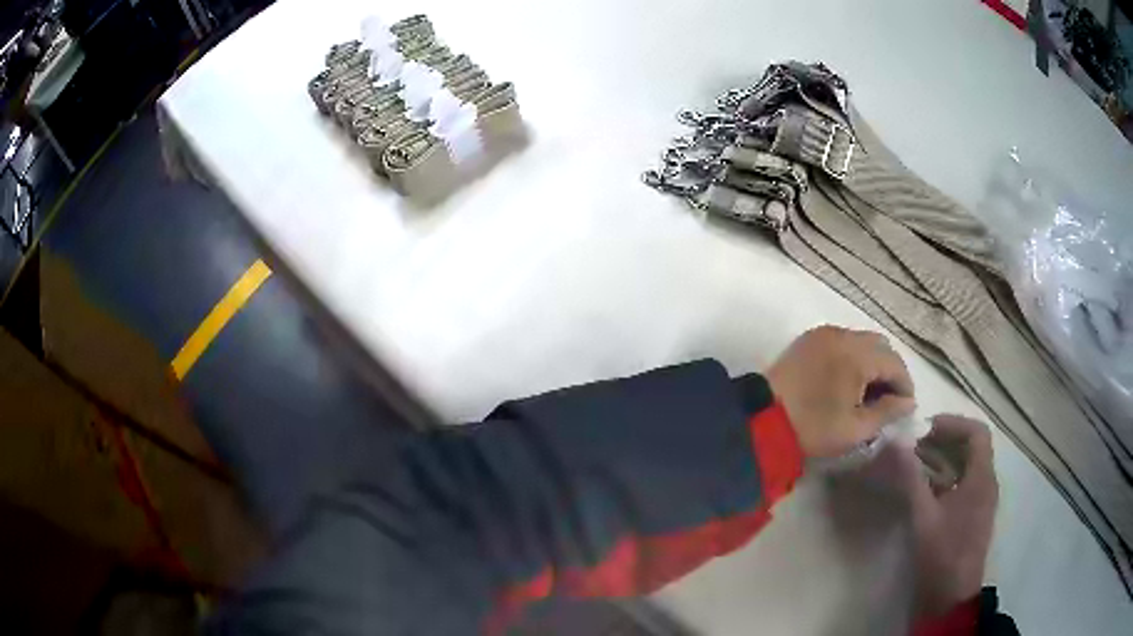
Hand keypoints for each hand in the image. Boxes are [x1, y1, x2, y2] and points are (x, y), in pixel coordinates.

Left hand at [766, 326, 915, 457]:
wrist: (761, 420)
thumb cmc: (813, 428)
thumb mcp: (855, 429)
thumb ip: (887, 412)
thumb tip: (908, 402)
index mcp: (857, 354)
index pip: (894, 363)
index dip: (904, 385)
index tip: (905, 408)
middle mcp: (843, 335)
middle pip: (880, 346)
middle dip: (889, 371)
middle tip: (888, 400)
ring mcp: (824, 333)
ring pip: (862, 341)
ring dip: (872, 362)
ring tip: (868, 394)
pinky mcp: (809, 339)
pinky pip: (843, 341)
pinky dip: (853, 356)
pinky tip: (848, 382)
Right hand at [891, 415, 998, 616]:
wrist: (950, 598)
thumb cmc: (942, 554)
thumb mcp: (924, 516)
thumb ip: (911, 478)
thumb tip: (895, 443)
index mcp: (982, 477)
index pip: (977, 432)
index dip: (953, 424)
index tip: (925, 429)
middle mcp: (986, 483)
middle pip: (971, 447)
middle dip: (944, 440)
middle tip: (915, 446)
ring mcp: (980, 501)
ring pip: (965, 467)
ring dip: (942, 460)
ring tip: (914, 464)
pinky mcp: (971, 516)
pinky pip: (961, 485)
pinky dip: (944, 478)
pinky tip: (923, 489)